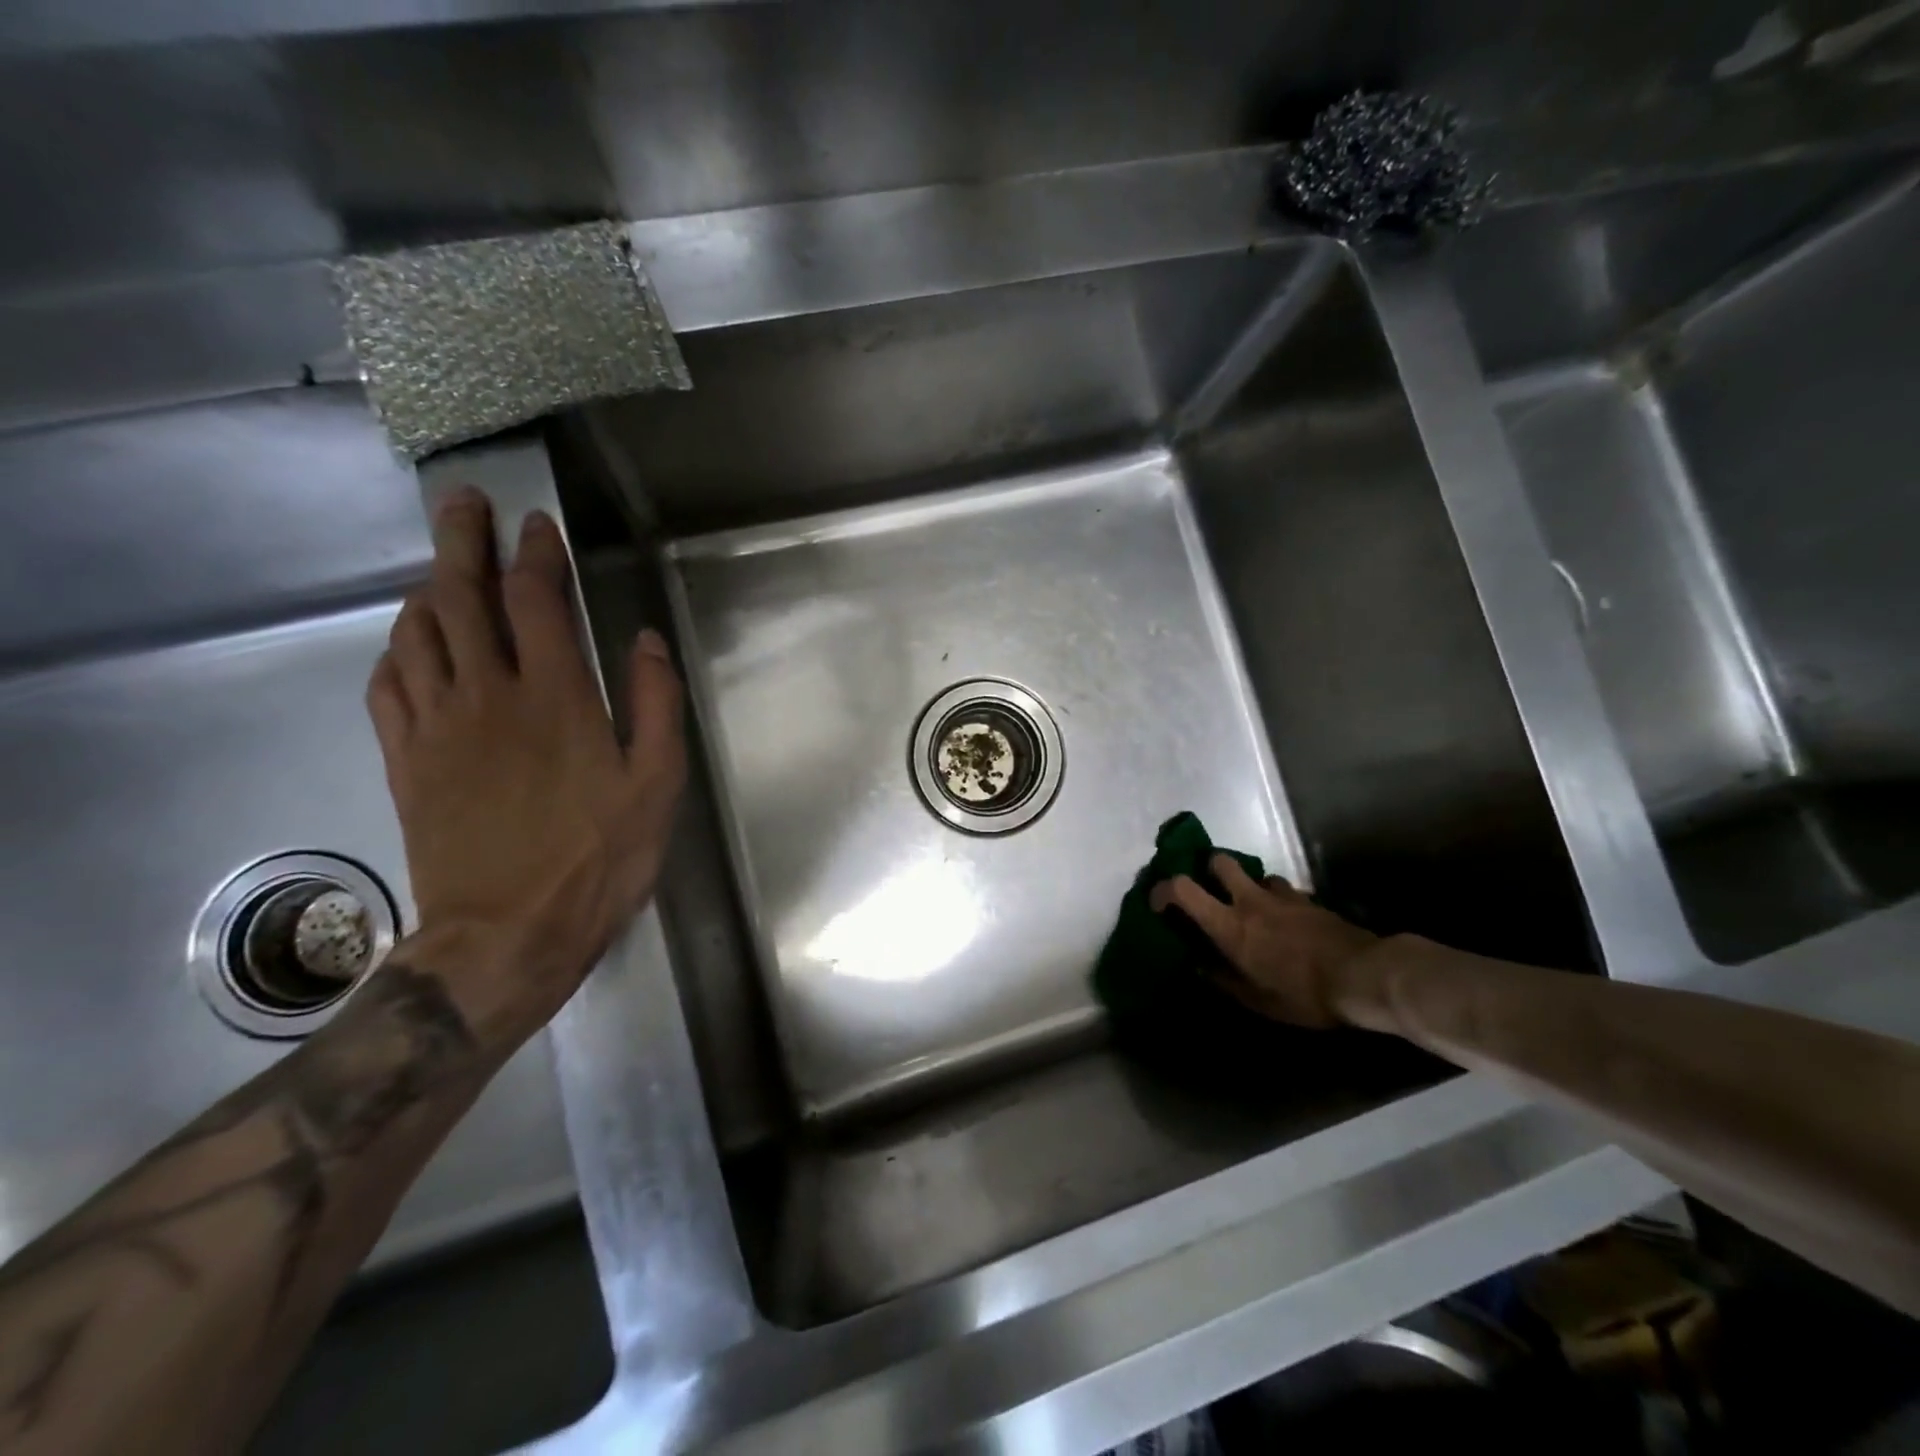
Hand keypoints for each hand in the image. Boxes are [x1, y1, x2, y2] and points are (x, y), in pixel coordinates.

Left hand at [365, 488, 685, 1041]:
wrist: (506, 936)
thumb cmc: (598, 859)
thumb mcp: (657, 784)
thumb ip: (655, 705)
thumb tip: (644, 641)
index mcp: (555, 697)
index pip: (536, 600)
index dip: (536, 554)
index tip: (538, 525)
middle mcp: (487, 695)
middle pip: (461, 598)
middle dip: (463, 542)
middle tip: (464, 504)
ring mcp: (437, 727)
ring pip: (418, 634)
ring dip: (428, 589)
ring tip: (440, 567)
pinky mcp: (407, 761)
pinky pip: (388, 686)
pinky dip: (396, 650)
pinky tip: (408, 644)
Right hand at [1150, 855, 1377, 1028]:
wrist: (1364, 976)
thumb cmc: (1303, 994)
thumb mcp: (1257, 1000)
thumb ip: (1224, 980)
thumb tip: (1200, 968)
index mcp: (1229, 925)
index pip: (1183, 888)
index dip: (1163, 889)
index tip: (1159, 903)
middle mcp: (1250, 901)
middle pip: (1219, 861)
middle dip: (1209, 869)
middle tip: (1211, 891)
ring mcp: (1282, 896)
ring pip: (1256, 875)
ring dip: (1249, 887)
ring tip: (1255, 910)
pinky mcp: (1309, 899)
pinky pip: (1284, 891)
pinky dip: (1279, 900)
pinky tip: (1288, 921)